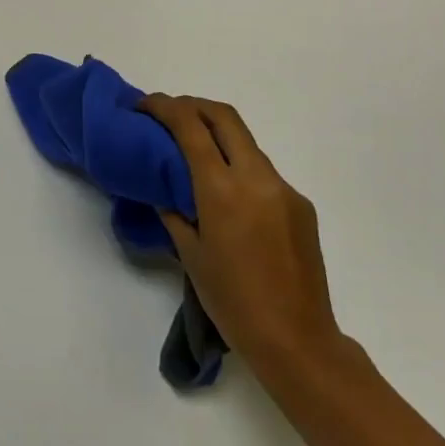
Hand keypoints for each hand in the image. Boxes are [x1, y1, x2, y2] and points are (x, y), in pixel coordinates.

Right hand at [138, 94, 342, 374]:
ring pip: (246, 142)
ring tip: (191, 152)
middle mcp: (257, 179)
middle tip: (167, 114)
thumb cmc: (232, 301)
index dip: (164, 107)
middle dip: (192, 105)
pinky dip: (237, 165)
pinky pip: (263, 171)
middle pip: (224, 117)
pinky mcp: (301, 206)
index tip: (143, 105)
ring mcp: (285, 190)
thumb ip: (175, 211)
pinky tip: (225, 194)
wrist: (297, 340)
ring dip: (216, 134)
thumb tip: (166, 190)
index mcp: (223, 190)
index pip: (190, 127)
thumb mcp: (190, 254)